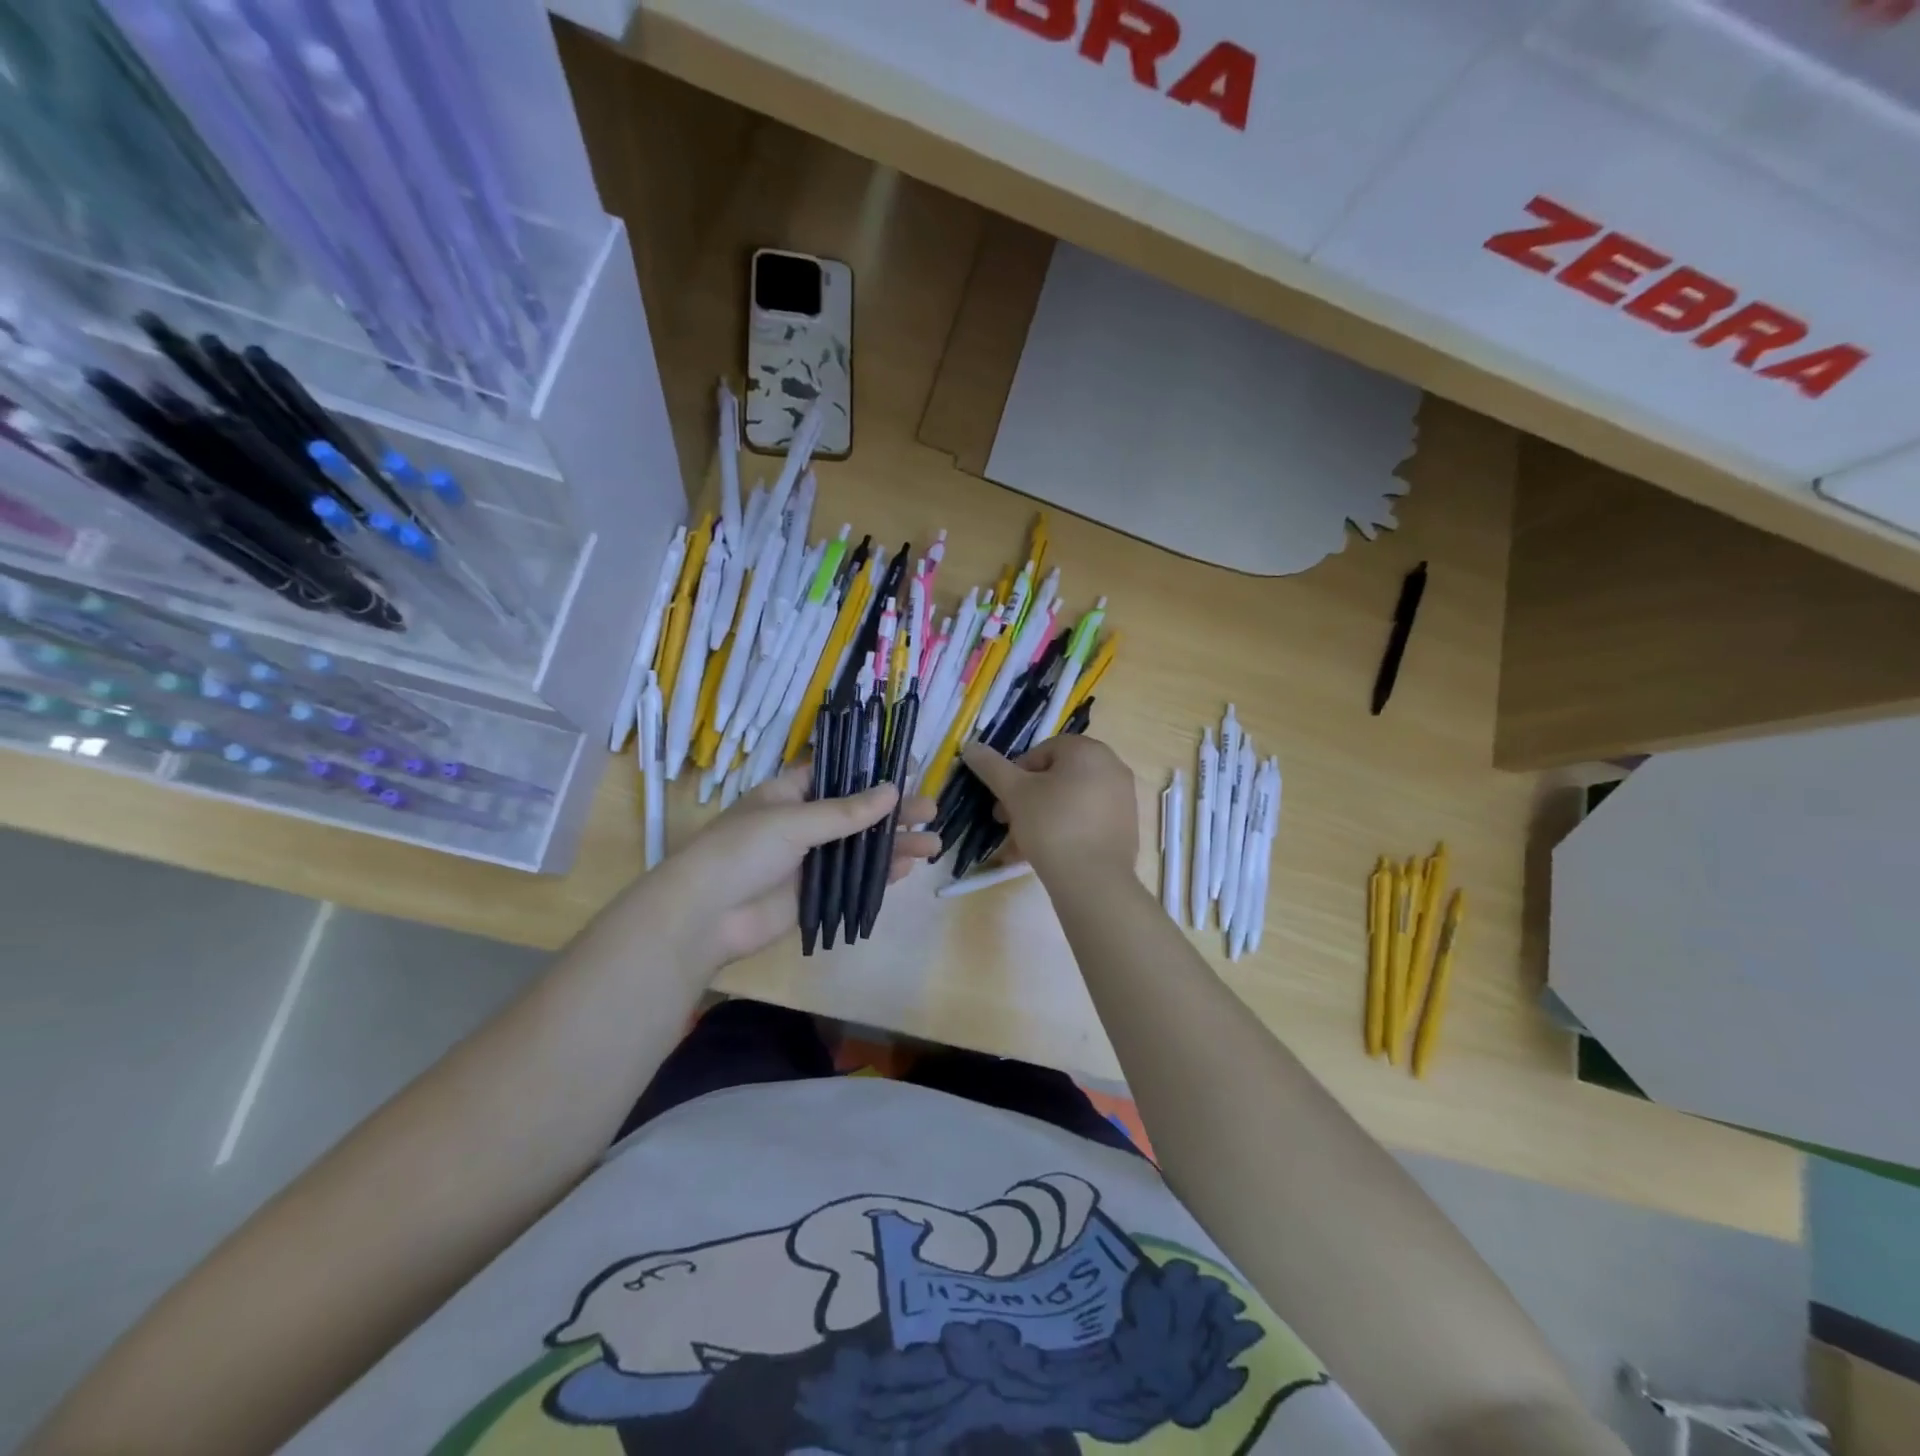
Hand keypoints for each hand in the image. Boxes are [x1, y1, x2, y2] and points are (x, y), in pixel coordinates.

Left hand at [656, 762, 938, 968]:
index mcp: (790, 794)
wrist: (704, 916)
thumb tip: (892, 791)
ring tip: (933, 843)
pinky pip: (854, 880)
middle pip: (858, 813)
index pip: (839, 775)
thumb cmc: (743, 851)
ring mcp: (811, 860)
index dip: (873, 772)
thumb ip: (845, 811)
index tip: (910, 770)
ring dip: (895, 844)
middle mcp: (804, 823)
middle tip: (930, 810)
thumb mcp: (793, 822)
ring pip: (861, 847)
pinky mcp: (816, 894)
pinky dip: (880, 873)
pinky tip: (908, 867)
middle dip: (894, 812)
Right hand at [959, 735, 1137, 879]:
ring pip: (1070, 800)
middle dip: (1027, 798)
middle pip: (1057, 776)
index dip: (1016, 775)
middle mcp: (1111, 767)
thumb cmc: (1051, 825)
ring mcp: (1123, 797)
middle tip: (1006, 821)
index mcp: (1088, 750)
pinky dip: (1066, 829)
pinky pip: (1087, 819)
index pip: (1042, 751)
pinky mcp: (1126, 826)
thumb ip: (992, 767)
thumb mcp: (1014, 793)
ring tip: (1021, 843)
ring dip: (1042, 816)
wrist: (1093, 881)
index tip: (1003, 801)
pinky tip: (1046, 853)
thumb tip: (970, 746)